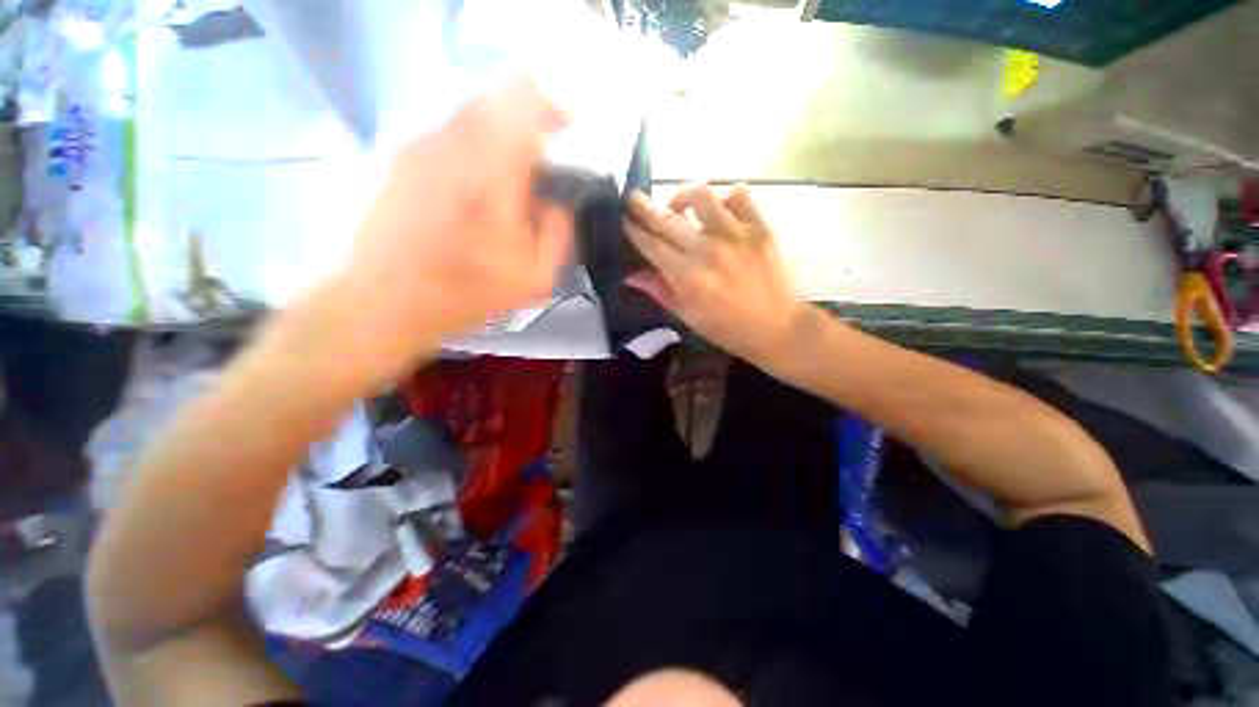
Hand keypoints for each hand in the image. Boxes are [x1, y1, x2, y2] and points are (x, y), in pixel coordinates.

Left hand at [334, 79, 572, 383]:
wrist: (385, 300)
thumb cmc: (466, 294)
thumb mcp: (535, 277)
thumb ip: (558, 231)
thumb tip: (558, 199)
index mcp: (492, 177)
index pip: (524, 105)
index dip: (552, 104)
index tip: (568, 122)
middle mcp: (453, 147)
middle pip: (497, 100)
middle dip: (529, 118)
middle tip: (543, 154)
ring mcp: (421, 147)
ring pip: (471, 114)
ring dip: (501, 134)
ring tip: (512, 176)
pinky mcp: (402, 158)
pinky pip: (449, 133)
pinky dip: (474, 145)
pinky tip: (477, 186)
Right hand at [623, 183, 807, 366]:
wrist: (776, 327)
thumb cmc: (726, 328)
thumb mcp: (686, 315)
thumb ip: (658, 290)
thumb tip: (630, 275)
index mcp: (686, 276)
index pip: (651, 244)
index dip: (633, 230)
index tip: (624, 220)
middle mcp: (707, 249)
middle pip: (667, 218)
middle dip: (644, 206)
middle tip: (634, 199)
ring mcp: (735, 234)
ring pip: (701, 195)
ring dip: (683, 196)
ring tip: (680, 206)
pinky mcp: (760, 227)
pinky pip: (739, 195)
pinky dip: (725, 197)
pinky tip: (719, 209)